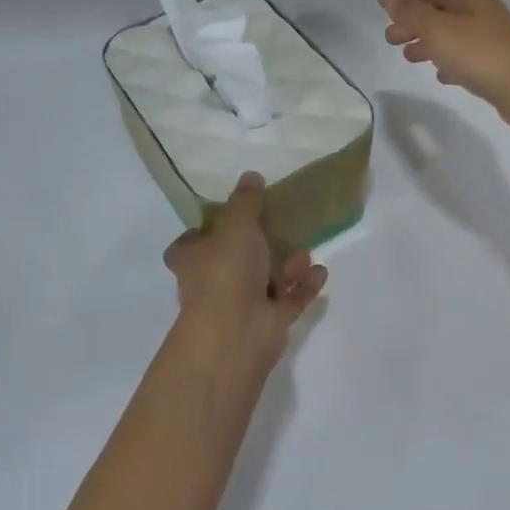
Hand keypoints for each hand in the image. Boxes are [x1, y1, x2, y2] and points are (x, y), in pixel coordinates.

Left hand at [164, 172, 327, 375]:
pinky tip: (321, 271)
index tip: (224, 217)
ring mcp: (240, 305)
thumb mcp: (236, 225)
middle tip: (278, 227)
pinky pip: (288, 300)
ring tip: (306, 249)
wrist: (236, 333)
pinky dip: (303, 286)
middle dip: (255, 247)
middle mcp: (213, 282)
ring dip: (285, 266)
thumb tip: (250, 176)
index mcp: (193, 260)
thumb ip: (246, 202)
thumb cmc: (226, 271)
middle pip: (231, 261)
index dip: (202, 232)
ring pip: (264, 281)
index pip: (188, 245)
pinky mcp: (267, 323)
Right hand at [379, 0, 509, 132]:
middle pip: (438, 9)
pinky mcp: (492, 64)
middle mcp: (479, 11)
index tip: (380, 4)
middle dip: (411, 19)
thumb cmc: (479, 53)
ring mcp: (487, 38)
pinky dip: (446, 60)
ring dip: (425, 41)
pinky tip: (438, 74)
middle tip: (389, 36)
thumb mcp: (438, 28)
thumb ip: (411, 13)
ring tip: (407, 56)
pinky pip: (462, 57)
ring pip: (448, 34)